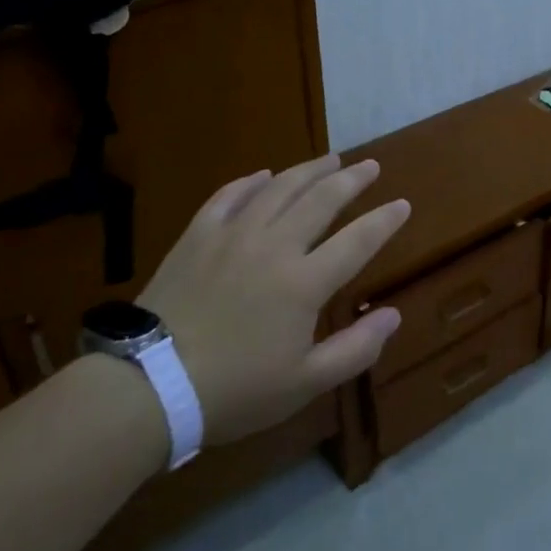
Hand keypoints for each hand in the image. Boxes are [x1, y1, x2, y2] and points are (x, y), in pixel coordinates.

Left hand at [136, 154, 408, 445]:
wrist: (148, 387)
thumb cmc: (234, 391)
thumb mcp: (305, 383)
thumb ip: (356, 349)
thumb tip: (394, 315)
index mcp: (305, 282)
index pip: (358, 240)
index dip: (384, 220)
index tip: (403, 204)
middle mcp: (275, 246)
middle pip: (322, 200)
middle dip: (352, 180)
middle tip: (370, 165)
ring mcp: (233, 236)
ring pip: (279, 189)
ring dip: (309, 170)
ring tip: (330, 159)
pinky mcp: (197, 237)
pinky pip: (228, 197)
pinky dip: (250, 182)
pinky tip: (263, 174)